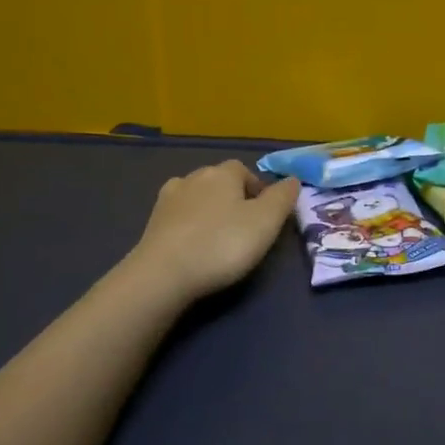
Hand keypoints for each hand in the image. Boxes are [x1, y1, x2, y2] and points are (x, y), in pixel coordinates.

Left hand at [129, 160, 300, 304]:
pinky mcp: (152, 223)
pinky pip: (178, 217)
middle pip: (219, 182)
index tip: (265, 215)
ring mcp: (168, 199)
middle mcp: (192, 177)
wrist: (164, 274)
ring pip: (196, 198)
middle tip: (245, 229)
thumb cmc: (222, 244)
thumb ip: (282, 198)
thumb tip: (292, 179)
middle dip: (233, 199)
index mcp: (222, 173)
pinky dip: (189, 226)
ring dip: (208, 211)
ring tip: (218, 238)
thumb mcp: (266, 222)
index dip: (257, 189)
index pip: (244, 170)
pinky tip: (193, 245)